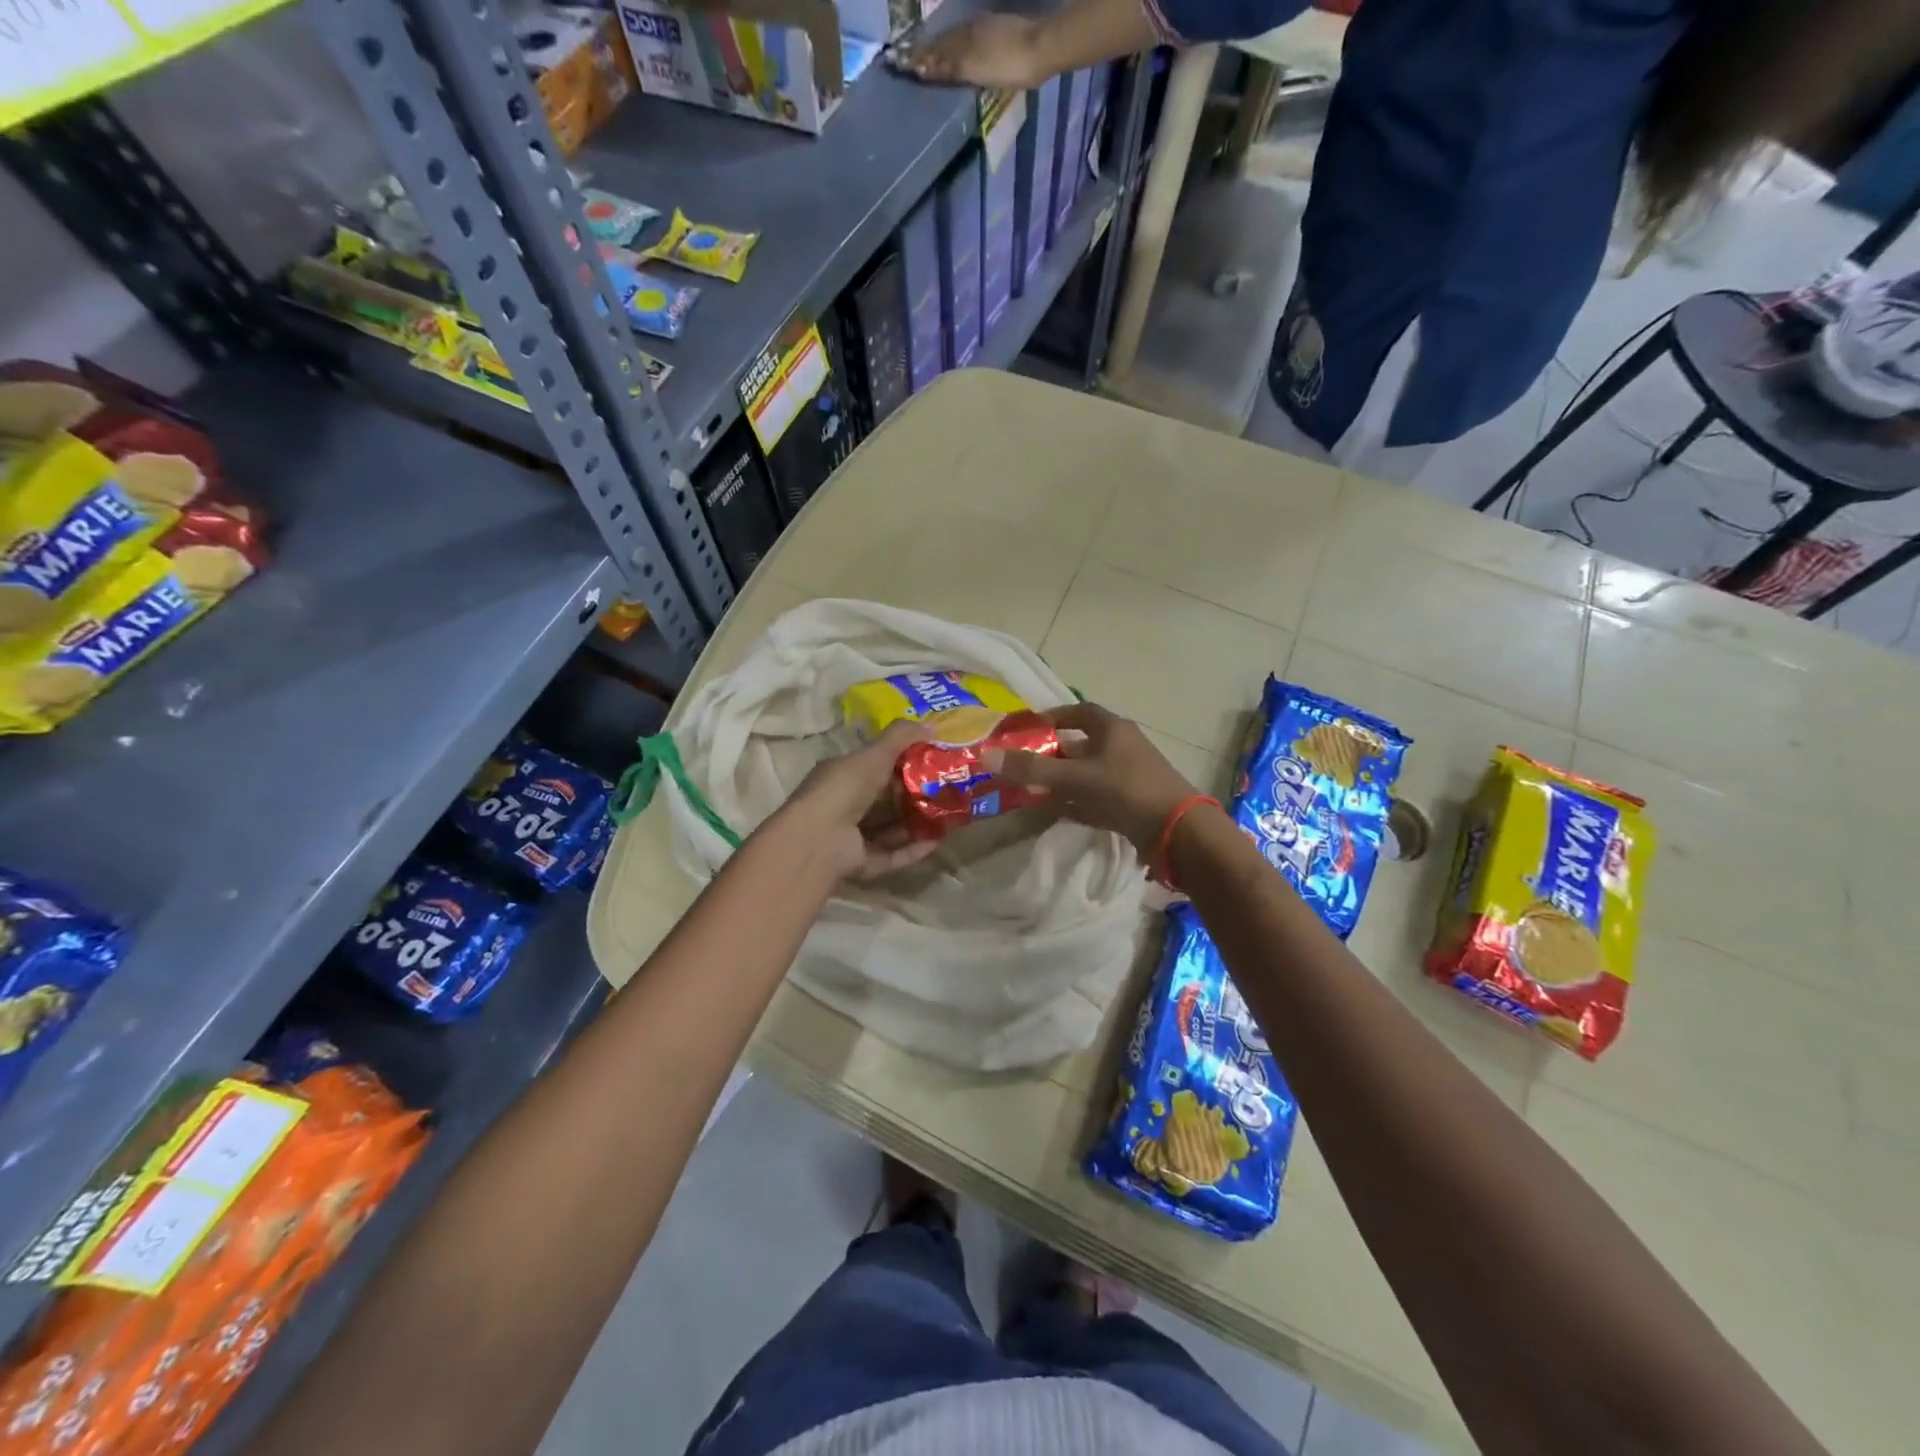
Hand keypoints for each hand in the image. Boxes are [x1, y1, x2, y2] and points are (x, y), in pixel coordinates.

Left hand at [776, 721, 940, 880]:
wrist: (819, 838)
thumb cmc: (844, 788)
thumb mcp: (874, 754)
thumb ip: (901, 737)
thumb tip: (933, 725)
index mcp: (842, 777)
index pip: (875, 768)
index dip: (903, 765)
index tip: (932, 762)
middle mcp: (845, 806)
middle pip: (886, 802)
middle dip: (915, 797)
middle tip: (947, 791)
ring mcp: (851, 837)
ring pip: (890, 830)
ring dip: (917, 825)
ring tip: (948, 817)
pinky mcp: (861, 864)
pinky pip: (892, 856)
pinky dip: (913, 850)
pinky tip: (937, 842)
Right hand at [895, 16, 1048, 89]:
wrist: (1041, 48)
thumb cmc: (1008, 65)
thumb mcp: (976, 69)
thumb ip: (951, 66)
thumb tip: (924, 66)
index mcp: (965, 39)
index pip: (938, 51)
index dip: (922, 59)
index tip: (906, 64)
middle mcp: (972, 30)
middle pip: (946, 43)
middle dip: (930, 52)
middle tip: (914, 60)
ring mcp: (987, 30)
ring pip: (958, 39)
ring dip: (944, 48)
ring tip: (933, 57)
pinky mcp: (1001, 33)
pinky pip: (972, 37)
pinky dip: (961, 46)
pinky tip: (962, 51)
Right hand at [984, 702, 1198, 859]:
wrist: (1177, 831)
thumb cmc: (1125, 791)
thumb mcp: (1075, 777)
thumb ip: (1032, 768)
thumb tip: (986, 755)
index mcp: (1112, 729)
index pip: (1079, 711)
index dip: (1054, 716)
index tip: (1029, 727)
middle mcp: (1123, 746)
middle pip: (1082, 743)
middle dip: (1054, 753)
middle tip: (1025, 764)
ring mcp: (1131, 775)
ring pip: (1090, 772)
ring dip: (1065, 779)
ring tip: (1035, 790)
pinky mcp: (1135, 801)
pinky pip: (1100, 796)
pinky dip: (1079, 801)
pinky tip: (1061, 812)